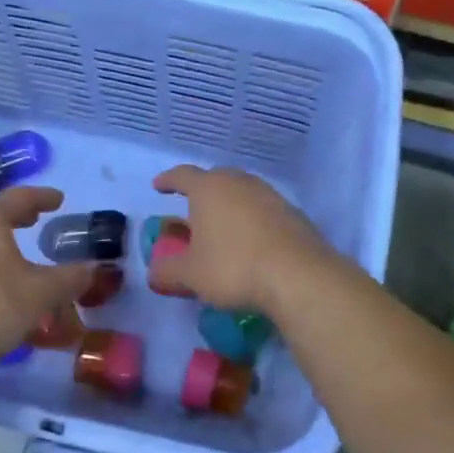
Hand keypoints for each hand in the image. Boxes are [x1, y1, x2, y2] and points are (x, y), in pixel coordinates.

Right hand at [148, 165, 330, 313]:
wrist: (299, 276)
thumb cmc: (233, 267)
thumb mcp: (191, 274)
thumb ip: (168, 271)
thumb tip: (154, 272)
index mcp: (208, 188)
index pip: (182, 175)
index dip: (168, 180)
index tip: (159, 186)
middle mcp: (239, 183)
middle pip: (216, 179)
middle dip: (201, 192)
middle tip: (192, 209)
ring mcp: (270, 195)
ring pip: (242, 193)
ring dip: (229, 206)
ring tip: (221, 226)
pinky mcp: (293, 214)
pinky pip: (263, 210)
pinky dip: (251, 221)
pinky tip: (250, 242)